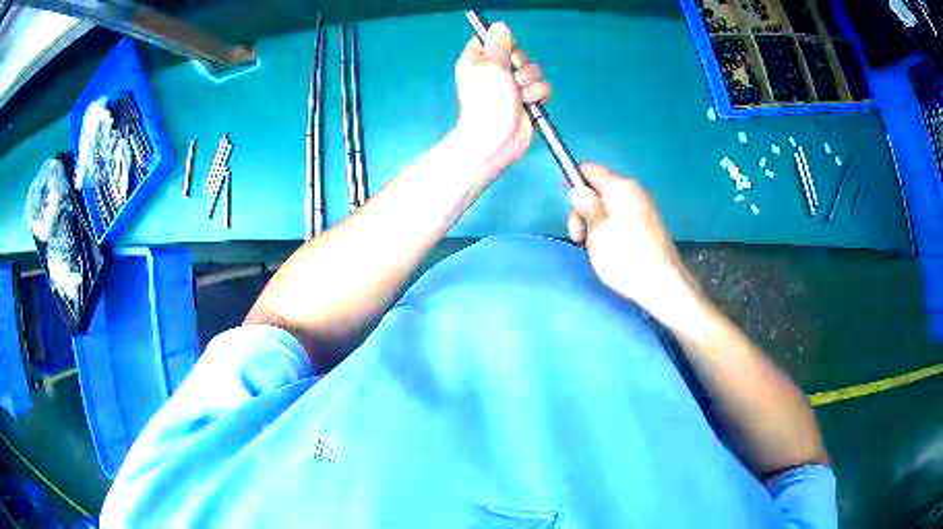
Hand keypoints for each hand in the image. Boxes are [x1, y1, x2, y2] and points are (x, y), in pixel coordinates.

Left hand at [454, 22, 550, 180]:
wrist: (498, 136)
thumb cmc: (488, 99)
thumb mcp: (491, 65)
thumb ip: (498, 44)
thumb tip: (499, 25)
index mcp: (477, 61)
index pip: (491, 41)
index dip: (502, 42)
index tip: (505, 50)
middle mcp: (494, 71)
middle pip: (517, 53)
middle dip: (521, 63)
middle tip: (514, 74)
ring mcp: (511, 86)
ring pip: (532, 70)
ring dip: (530, 80)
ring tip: (520, 92)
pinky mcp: (526, 99)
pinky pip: (541, 87)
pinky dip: (537, 94)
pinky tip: (529, 102)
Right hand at [568, 163, 702, 324]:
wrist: (663, 285)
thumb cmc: (626, 258)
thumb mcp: (597, 232)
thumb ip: (586, 206)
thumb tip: (578, 189)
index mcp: (620, 187)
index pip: (590, 169)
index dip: (573, 181)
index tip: (566, 205)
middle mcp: (634, 191)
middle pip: (599, 189)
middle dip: (584, 209)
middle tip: (579, 237)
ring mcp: (644, 208)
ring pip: (609, 205)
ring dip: (595, 222)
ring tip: (594, 248)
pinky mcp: (649, 225)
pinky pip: (621, 217)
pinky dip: (610, 229)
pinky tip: (609, 250)